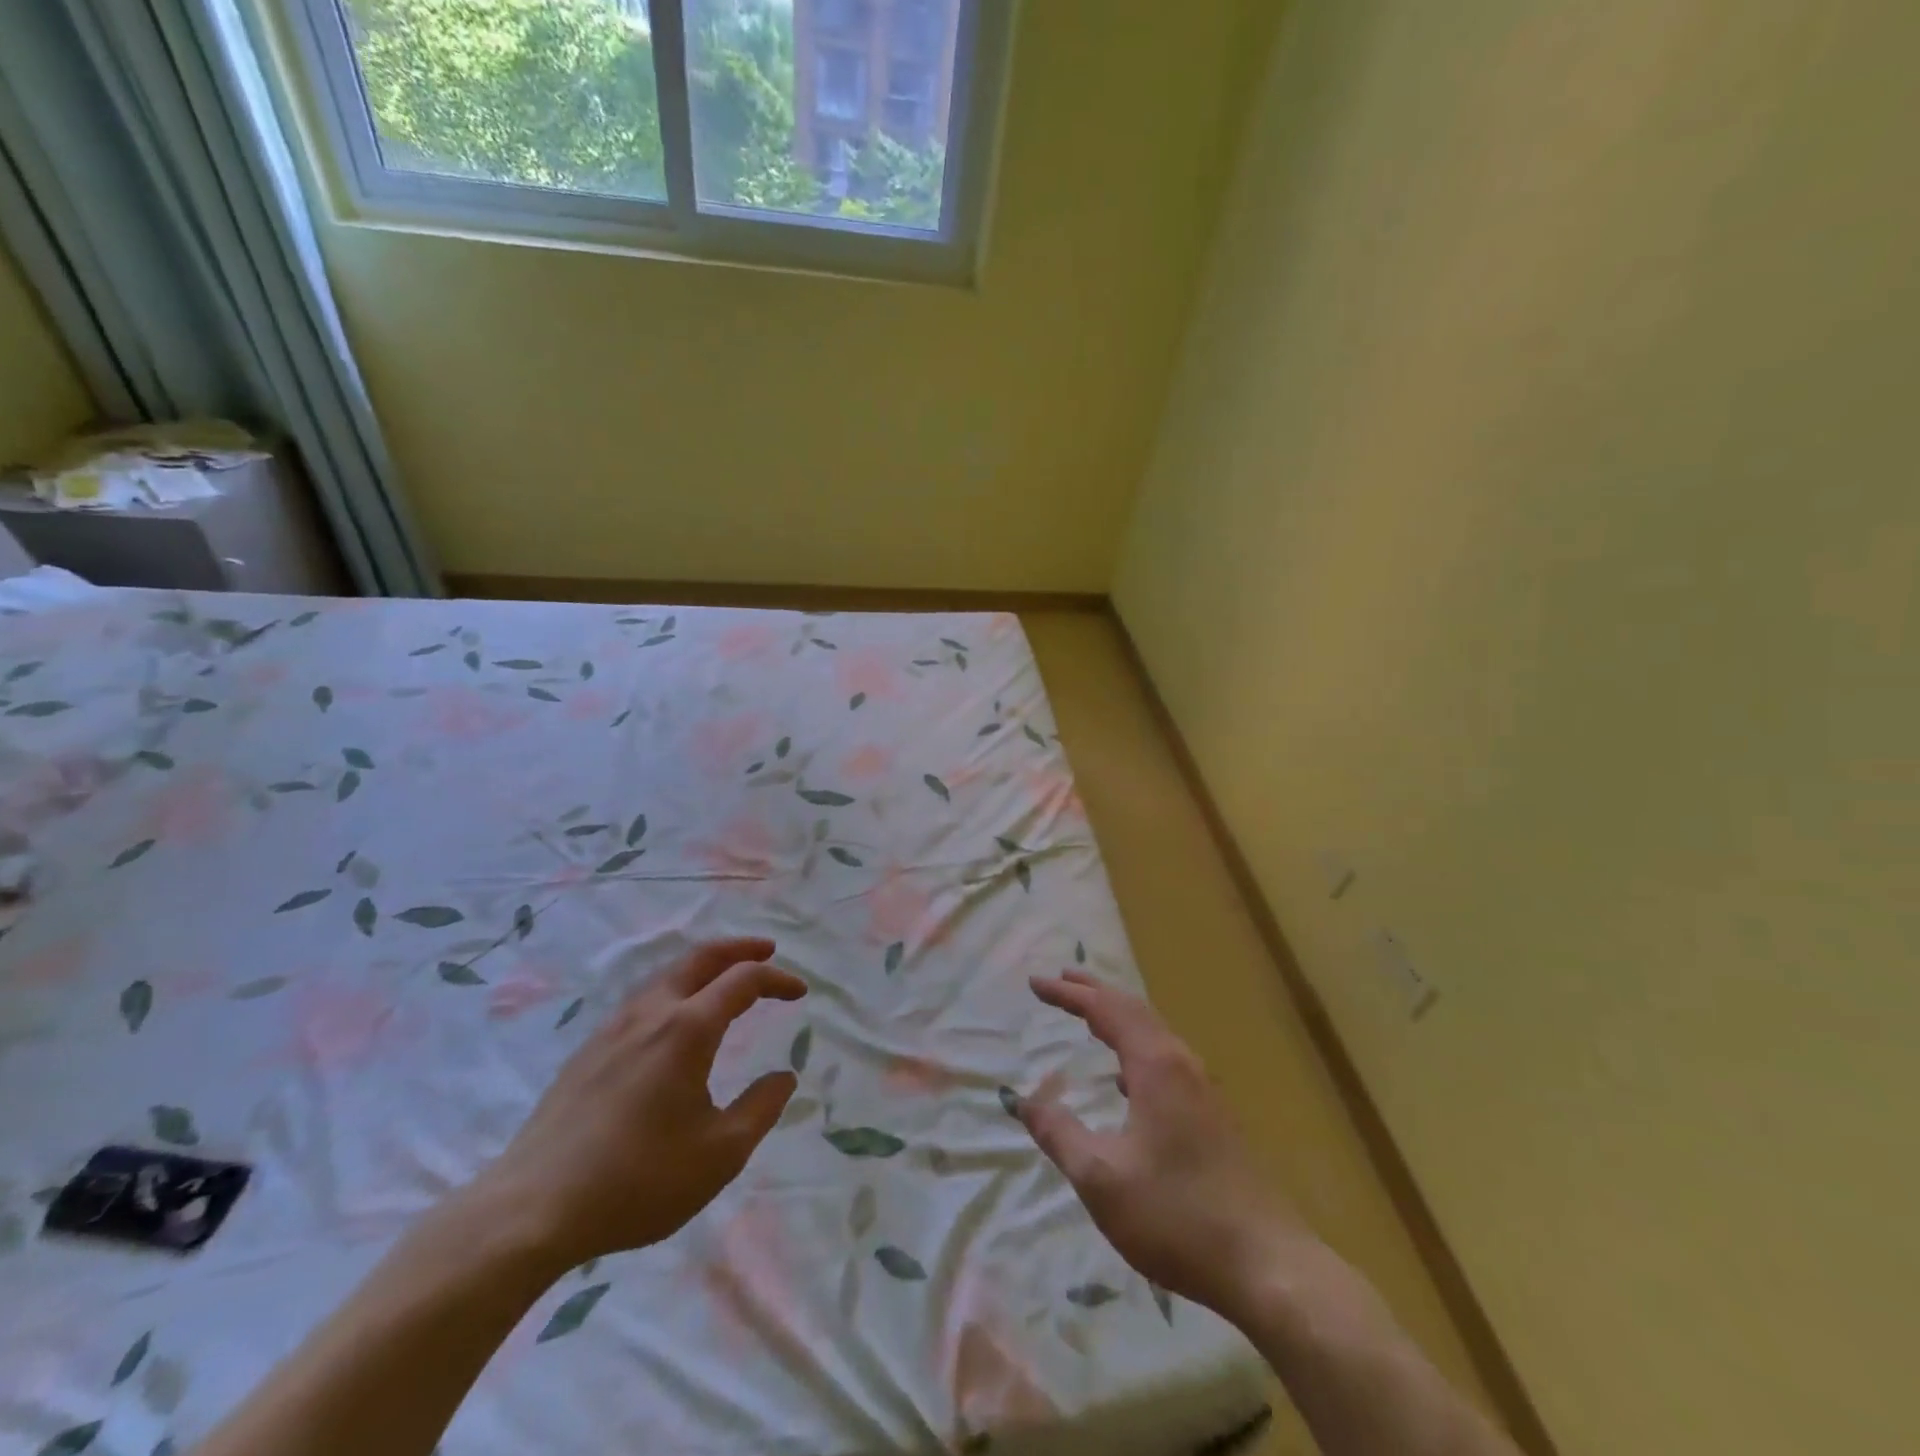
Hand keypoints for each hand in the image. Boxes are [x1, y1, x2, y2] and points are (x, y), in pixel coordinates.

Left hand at [469, 938, 805, 1269]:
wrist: (531, 1210)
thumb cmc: (637, 1180)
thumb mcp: (720, 1153)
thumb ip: (761, 1108)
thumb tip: (784, 1077)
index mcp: (688, 1029)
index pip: (743, 980)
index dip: (777, 979)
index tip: (800, 992)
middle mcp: (651, 1013)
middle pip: (700, 958)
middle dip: (739, 948)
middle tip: (767, 950)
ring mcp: (613, 1029)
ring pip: (666, 975)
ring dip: (703, 967)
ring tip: (724, 981)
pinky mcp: (587, 1052)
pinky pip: (642, 1000)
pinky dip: (674, 990)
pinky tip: (673, 1023)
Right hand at [1019, 971, 1313, 1322]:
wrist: (1269, 1266)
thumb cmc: (1177, 1216)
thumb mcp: (1102, 1179)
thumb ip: (1059, 1134)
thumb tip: (1024, 1101)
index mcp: (1156, 1066)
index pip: (1105, 1010)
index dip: (1068, 994)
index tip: (1035, 983)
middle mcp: (1182, 1064)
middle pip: (1134, 1010)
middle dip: (1095, 992)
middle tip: (1062, 979)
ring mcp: (1204, 1090)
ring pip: (1154, 1033)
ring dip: (1118, 1017)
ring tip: (1089, 1016)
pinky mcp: (1214, 1116)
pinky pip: (1166, 1059)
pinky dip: (1135, 1047)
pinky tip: (1126, 1079)